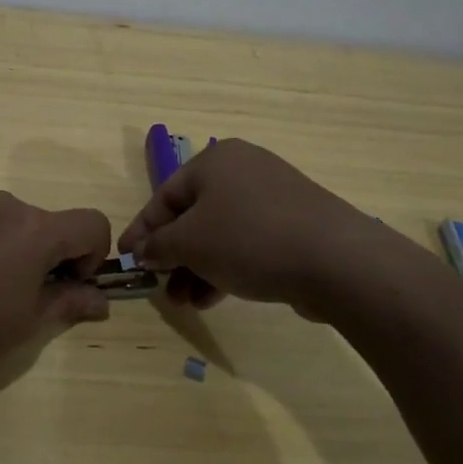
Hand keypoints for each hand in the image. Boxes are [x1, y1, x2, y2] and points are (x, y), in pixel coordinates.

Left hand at [0, 191, 113, 390]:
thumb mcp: (27, 323)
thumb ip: (69, 303)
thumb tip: (100, 301)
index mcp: (36, 229)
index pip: (92, 223)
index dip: (93, 256)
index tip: (69, 287)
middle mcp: (6, 206)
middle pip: (50, 224)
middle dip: (52, 257)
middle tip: (27, 300)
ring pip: (14, 224)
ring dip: (18, 252)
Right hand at [118, 139, 408, 317]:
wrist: (336, 260)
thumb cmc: (248, 239)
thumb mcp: (190, 243)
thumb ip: (159, 246)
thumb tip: (144, 251)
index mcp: (214, 161)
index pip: (164, 196)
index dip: (142, 230)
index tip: (126, 258)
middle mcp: (243, 170)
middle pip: (193, 215)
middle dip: (174, 256)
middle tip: (162, 288)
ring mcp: (273, 196)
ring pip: (221, 233)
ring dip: (198, 268)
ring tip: (187, 302)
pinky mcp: (295, 224)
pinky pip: (248, 243)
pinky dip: (227, 267)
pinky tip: (214, 298)